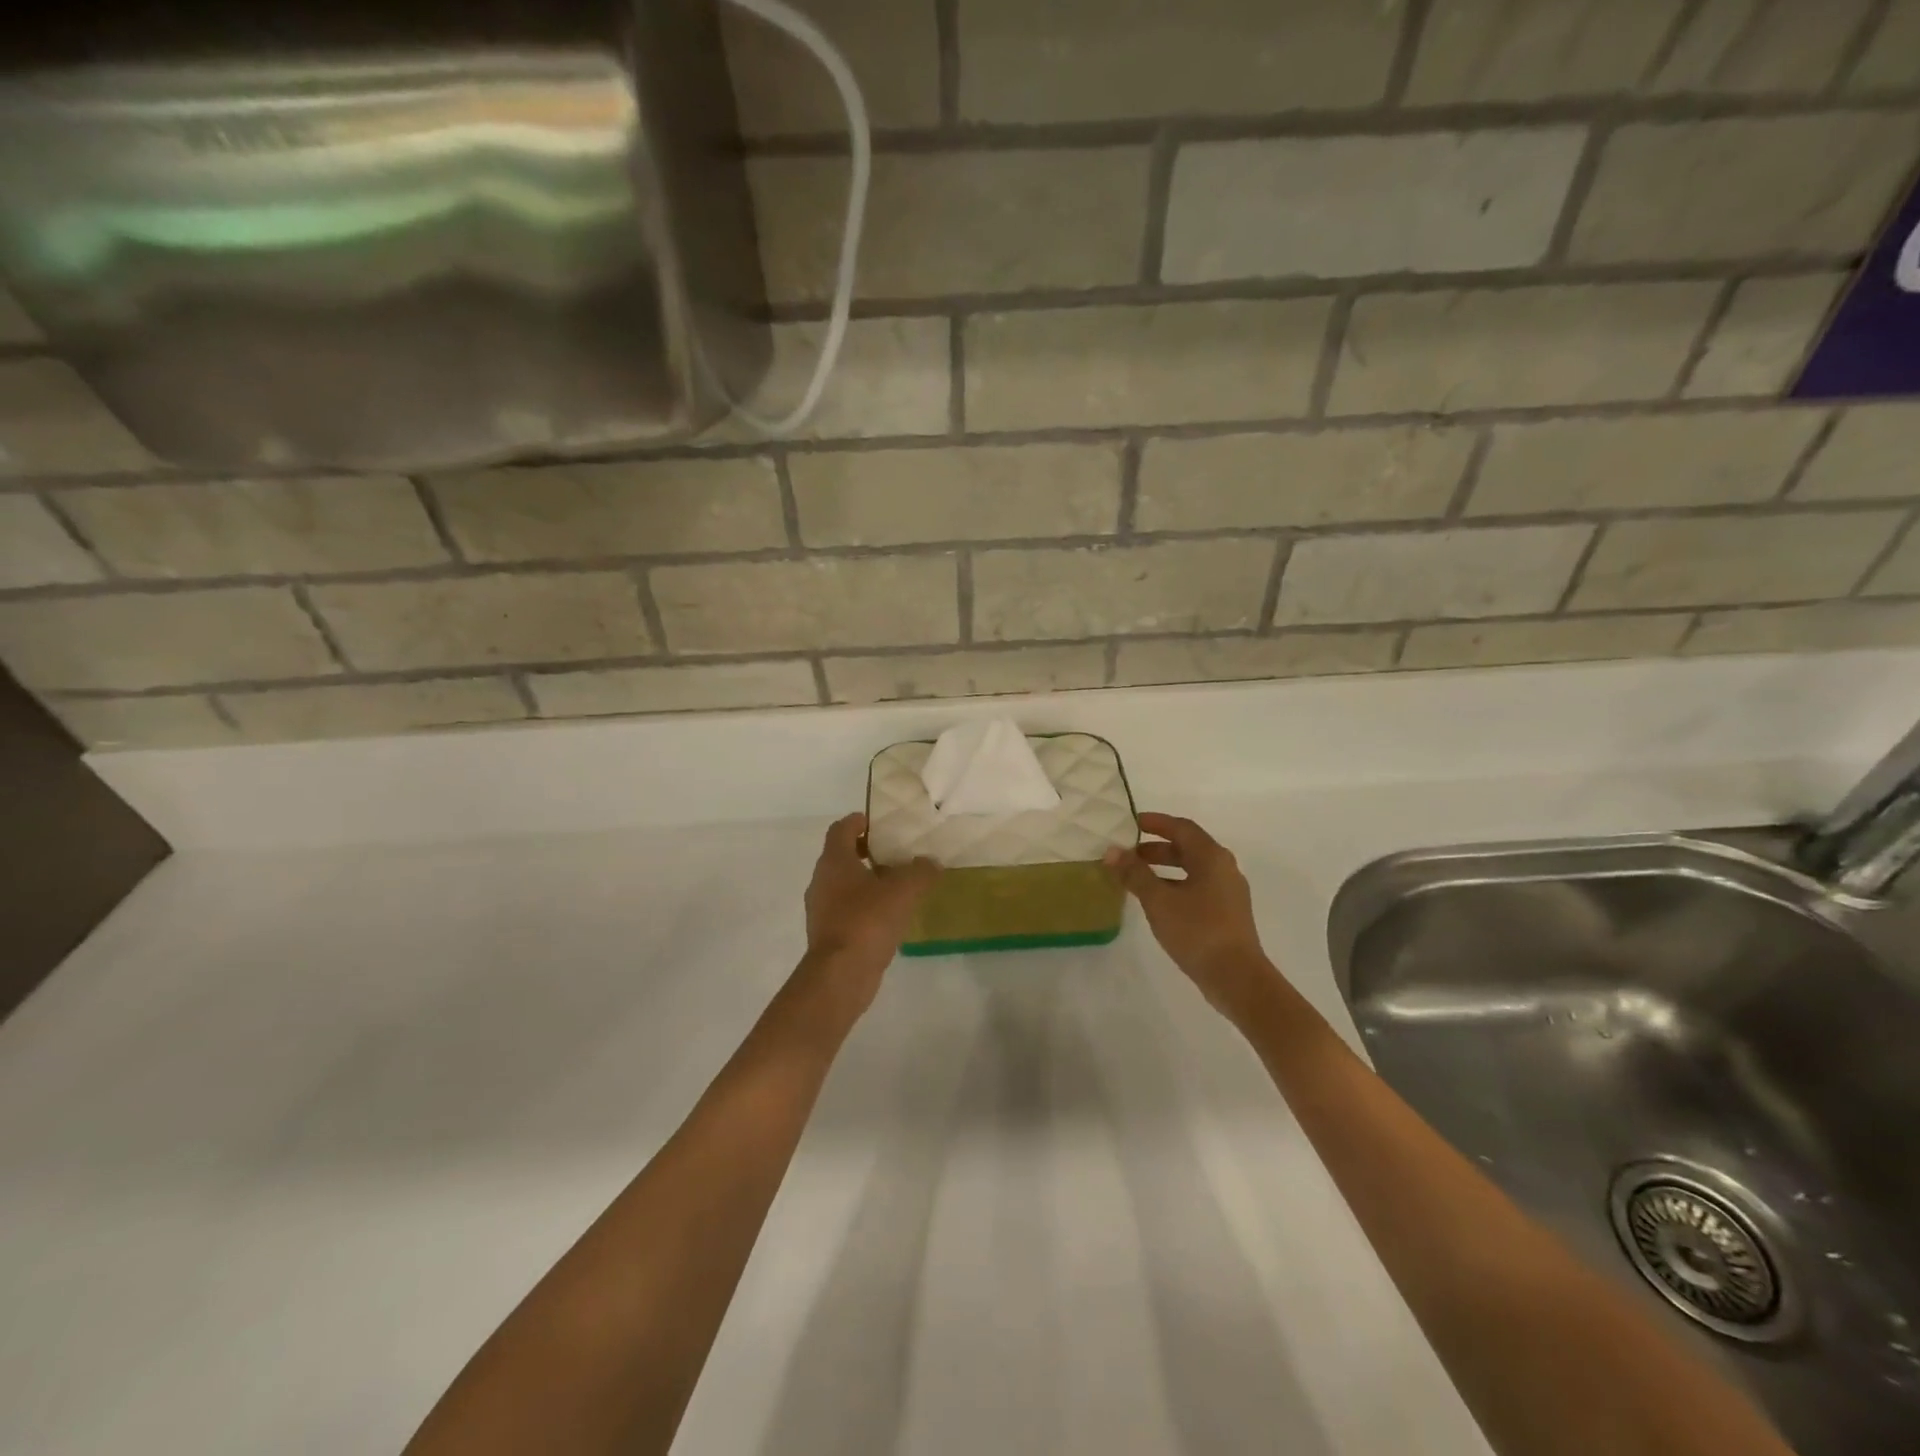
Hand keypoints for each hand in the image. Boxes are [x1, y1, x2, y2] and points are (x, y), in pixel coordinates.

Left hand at [800, 814, 939, 1016]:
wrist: (840, 975)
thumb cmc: (867, 921)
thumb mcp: (903, 890)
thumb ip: (920, 871)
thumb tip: (932, 862)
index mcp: (834, 862)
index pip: (840, 829)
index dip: (858, 821)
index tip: (878, 823)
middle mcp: (821, 881)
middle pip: (841, 857)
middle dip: (866, 852)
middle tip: (895, 854)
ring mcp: (821, 910)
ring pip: (844, 886)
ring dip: (866, 882)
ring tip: (896, 887)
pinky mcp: (828, 935)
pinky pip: (847, 911)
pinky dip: (864, 908)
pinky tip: (888, 918)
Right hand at [1105, 812, 1276, 1021]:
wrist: (1237, 978)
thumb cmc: (1197, 931)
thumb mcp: (1159, 900)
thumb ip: (1134, 874)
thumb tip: (1112, 851)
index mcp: (1211, 857)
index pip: (1181, 827)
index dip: (1156, 823)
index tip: (1131, 823)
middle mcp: (1224, 868)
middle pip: (1188, 848)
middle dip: (1156, 848)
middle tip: (1128, 854)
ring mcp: (1228, 892)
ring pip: (1192, 869)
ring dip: (1164, 868)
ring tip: (1136, 878)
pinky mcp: (1227, 913)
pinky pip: (1197, 887)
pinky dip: (1175, 885)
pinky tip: (1157, 902)